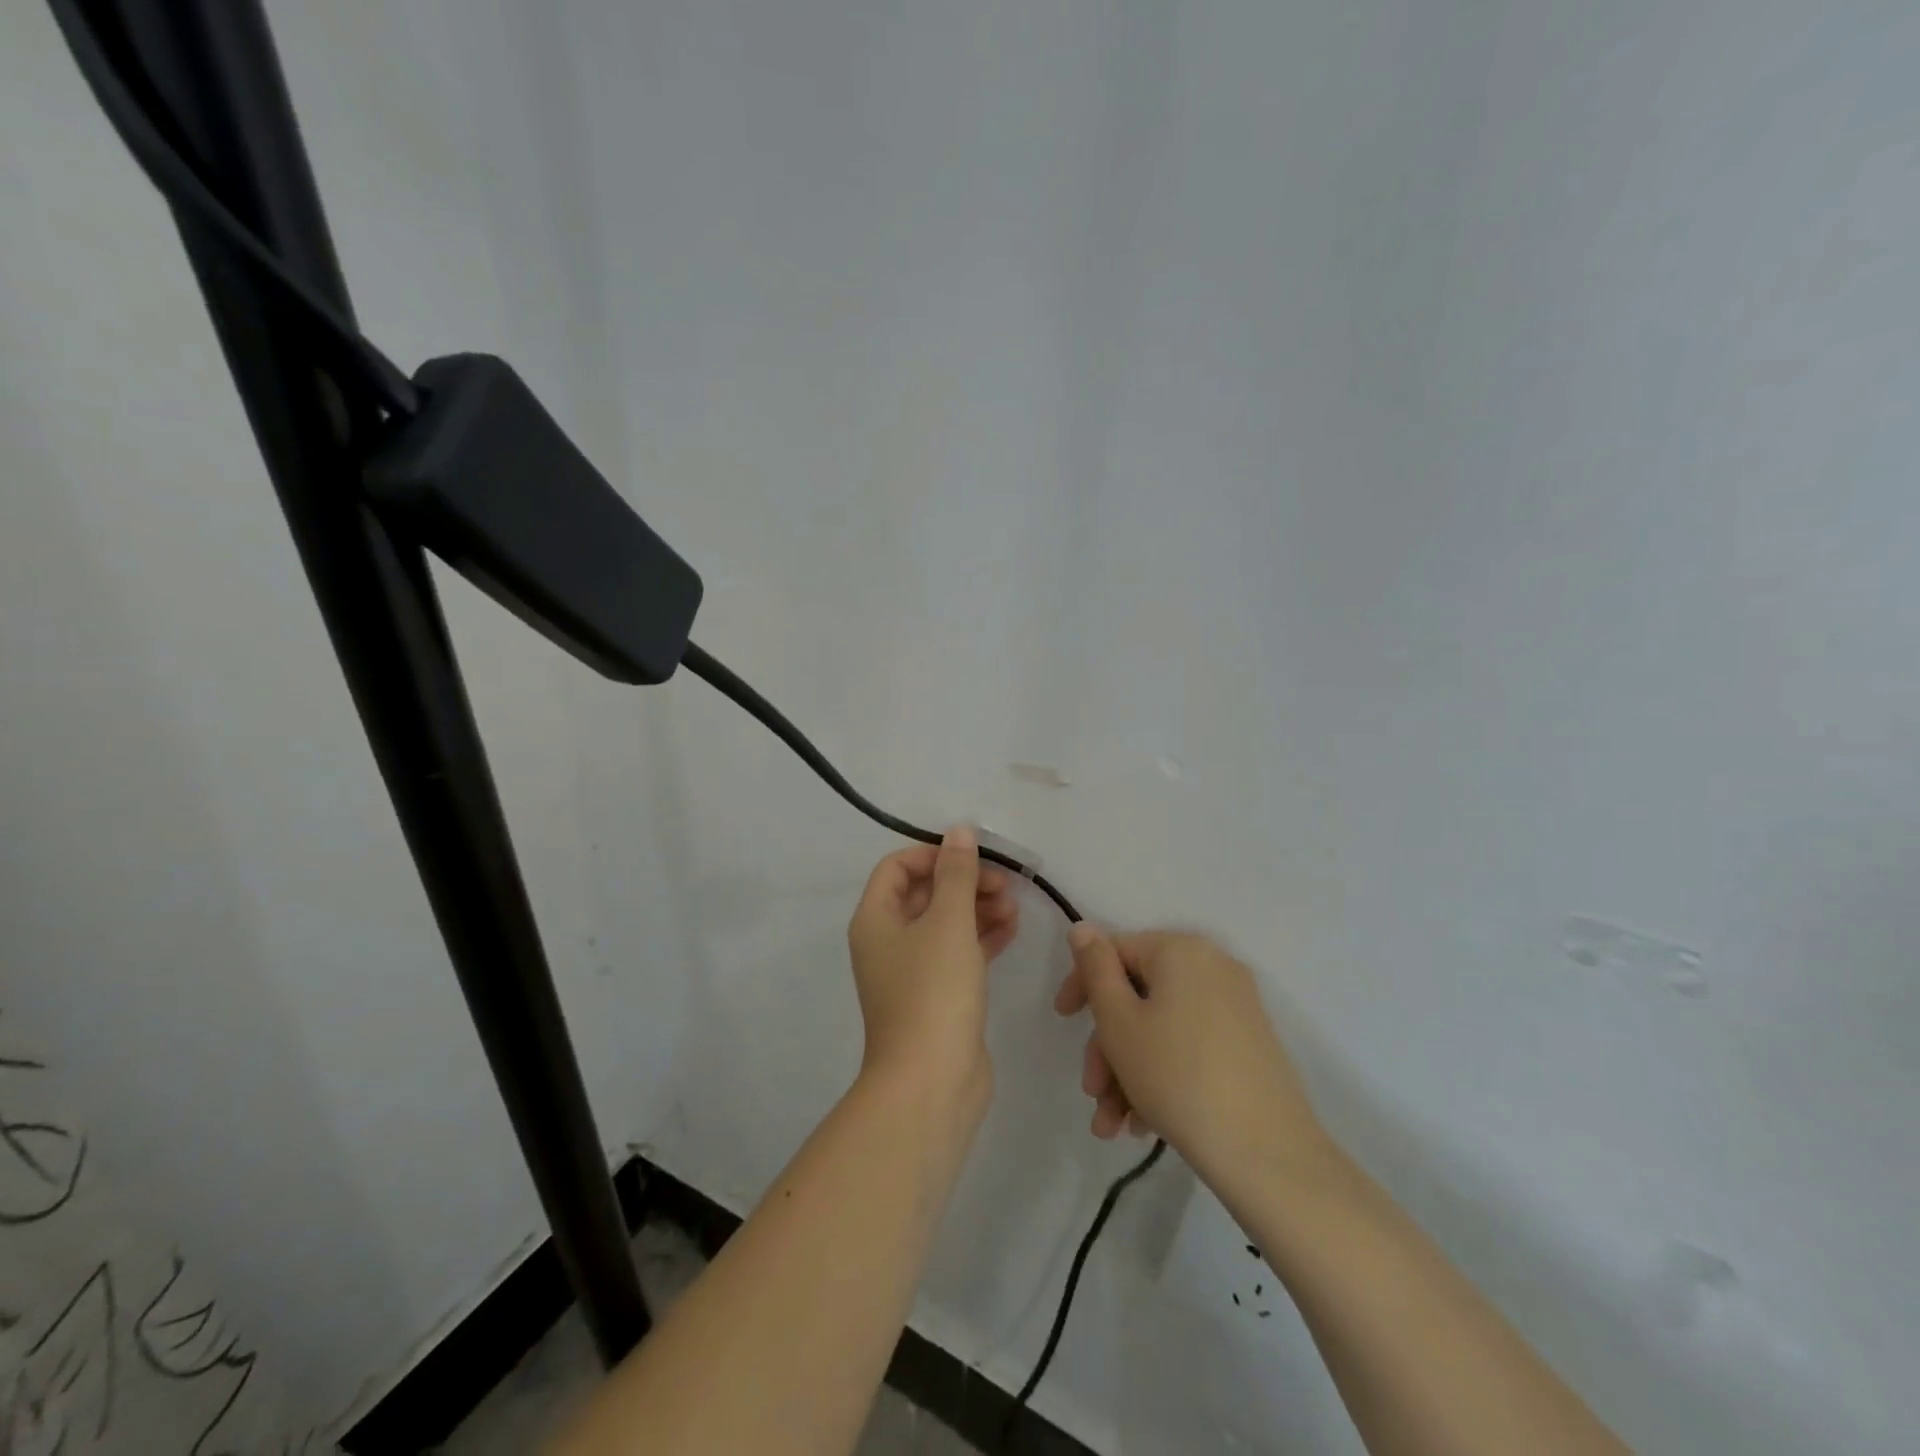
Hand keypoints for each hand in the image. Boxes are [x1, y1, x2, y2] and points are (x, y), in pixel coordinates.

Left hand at [847, 827, 1019, 1111]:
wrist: (932, 1084)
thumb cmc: (933, 992)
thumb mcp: (948, 922)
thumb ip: (957, 873)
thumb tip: (960, 830)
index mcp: (875, 919)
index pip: (898, 867)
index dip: (935, 854)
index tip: (974, 858)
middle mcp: (888, 941)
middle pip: (925, 893)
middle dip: (964, 882)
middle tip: (1005, 884)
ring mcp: (913, 971)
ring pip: (945, 923)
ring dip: (978, 908)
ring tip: (1014, 907)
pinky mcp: (938, 996)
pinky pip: (959, 952)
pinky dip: (982, 937)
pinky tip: (1013, 929)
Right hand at [1054, 928, 1324, 1180]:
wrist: (1268, 1154)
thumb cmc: (1177, 1076)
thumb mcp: (1119, 1021)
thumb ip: (1095, 968)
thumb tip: (1083, 929)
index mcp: (1181, 950)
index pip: (1116, 951)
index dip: (1082, 984)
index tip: (1062, 1021)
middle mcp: (1213, 967)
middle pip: (1139, 995)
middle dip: (1108, 1047)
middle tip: (1092, 1093)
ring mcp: (1236, 1006)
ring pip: (1162, 1027)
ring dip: (1128, 1071)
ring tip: (1113, 1127)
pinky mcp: (1250, 1044)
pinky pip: (1189, 1045)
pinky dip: (1162, 1075)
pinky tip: (1143, 1125)